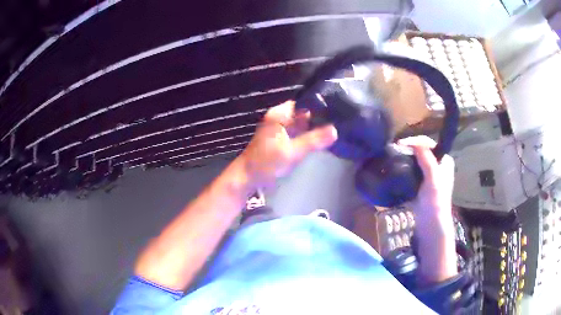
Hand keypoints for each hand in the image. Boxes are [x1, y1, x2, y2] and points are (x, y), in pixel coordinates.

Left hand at [239, 101, 337, 189]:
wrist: (247, 178)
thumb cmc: (266, 162)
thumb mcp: (291, 151)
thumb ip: (313, 140)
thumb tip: (335, 130)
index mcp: (279, 114)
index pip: (303, 102)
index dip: (320, 104)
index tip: (338, 108)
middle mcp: (280, 118)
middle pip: (304, 112)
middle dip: (320, 116)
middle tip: (341, 119)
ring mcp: (281, 129)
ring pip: (302, 124)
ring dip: (316, 127)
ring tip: (337, 127)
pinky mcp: (282, 140)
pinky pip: (299, 134)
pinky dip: (309, 135)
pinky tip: (324, 138)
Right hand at [398, 136, 453, 219]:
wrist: (430, 224)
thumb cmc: (435, 201)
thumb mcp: (433, 179)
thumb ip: (427, 160)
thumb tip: (416, 142)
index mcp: (444, 160)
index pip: (429, 144)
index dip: (416, 141)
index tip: (401, 143)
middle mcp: (437, 164)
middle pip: (422, 150)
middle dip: (409, 147)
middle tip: (395, 149)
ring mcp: (429, 174)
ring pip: (416, 159)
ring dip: (406, 156)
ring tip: (393, 155)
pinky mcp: (420, 183)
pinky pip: (412, 169)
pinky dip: (404, 166)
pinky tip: (396, 166)